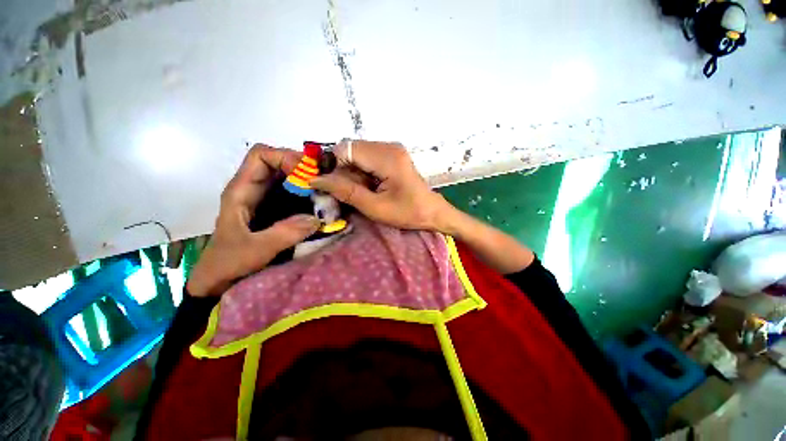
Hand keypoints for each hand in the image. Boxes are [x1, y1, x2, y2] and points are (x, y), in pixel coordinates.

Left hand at [187, 144, 320, 296]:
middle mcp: (253, 189)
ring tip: (327, 192)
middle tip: (325, 181)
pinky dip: (307, 195)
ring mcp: (265, 199)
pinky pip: (293, 194)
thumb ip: (285, 234)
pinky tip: (320, 205)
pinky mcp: (274, 210)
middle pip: (278, 163)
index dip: (285, 157)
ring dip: (307, 181)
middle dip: (302, 168)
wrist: (218, 280)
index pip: (261, 156)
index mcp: (241, 191)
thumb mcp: (255, 250)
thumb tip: (317, 219)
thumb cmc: (228, 263)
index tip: (308, 174)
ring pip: (288, 178)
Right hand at [311, 140, 455, 230]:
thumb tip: (316, 179)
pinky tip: (368, 186)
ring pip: (356, 153)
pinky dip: (360, 171)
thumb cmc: (407, 212)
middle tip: (347, 192)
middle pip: (350, 149)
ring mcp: (390, 149)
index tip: (332, 186)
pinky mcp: (391, 155)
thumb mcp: (375, 207)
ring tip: (361, 191)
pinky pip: (366, 158)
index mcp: (387, 157)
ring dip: (351, 172)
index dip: (333, 166)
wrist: (431, 211)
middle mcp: (388, 146)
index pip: (345, 149)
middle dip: (342, 170)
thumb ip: (346, 192)